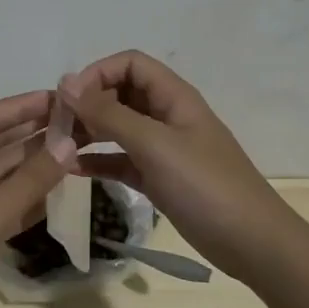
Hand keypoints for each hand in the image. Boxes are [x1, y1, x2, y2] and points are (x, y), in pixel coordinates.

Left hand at [0, 90, 67, 307]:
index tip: (56, 98)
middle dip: (28, 132)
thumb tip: (67, 145)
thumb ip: (27, 183)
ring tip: (72, 148)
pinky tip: (56, 189)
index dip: (17, 108)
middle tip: (72, 121)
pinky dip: (26, 195)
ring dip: (31, 163)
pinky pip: (1, 203)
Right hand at [58, 51, 305, 284]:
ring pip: (117, 127)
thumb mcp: (154, 144)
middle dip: (87, 103)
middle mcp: (166, 115)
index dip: (98, 73)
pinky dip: (98, 160)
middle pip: (120, 93)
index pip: (130, 64)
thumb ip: (109, 114)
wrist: (252, 243)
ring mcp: (163, 148)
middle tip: (56, 126)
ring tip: (57, 146)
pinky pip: (121, 159)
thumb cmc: (205, 185)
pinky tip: (72, 170)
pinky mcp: (158, 178)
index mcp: (173, 96)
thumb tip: (66, 83)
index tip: (69, 99)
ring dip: (88, 131)